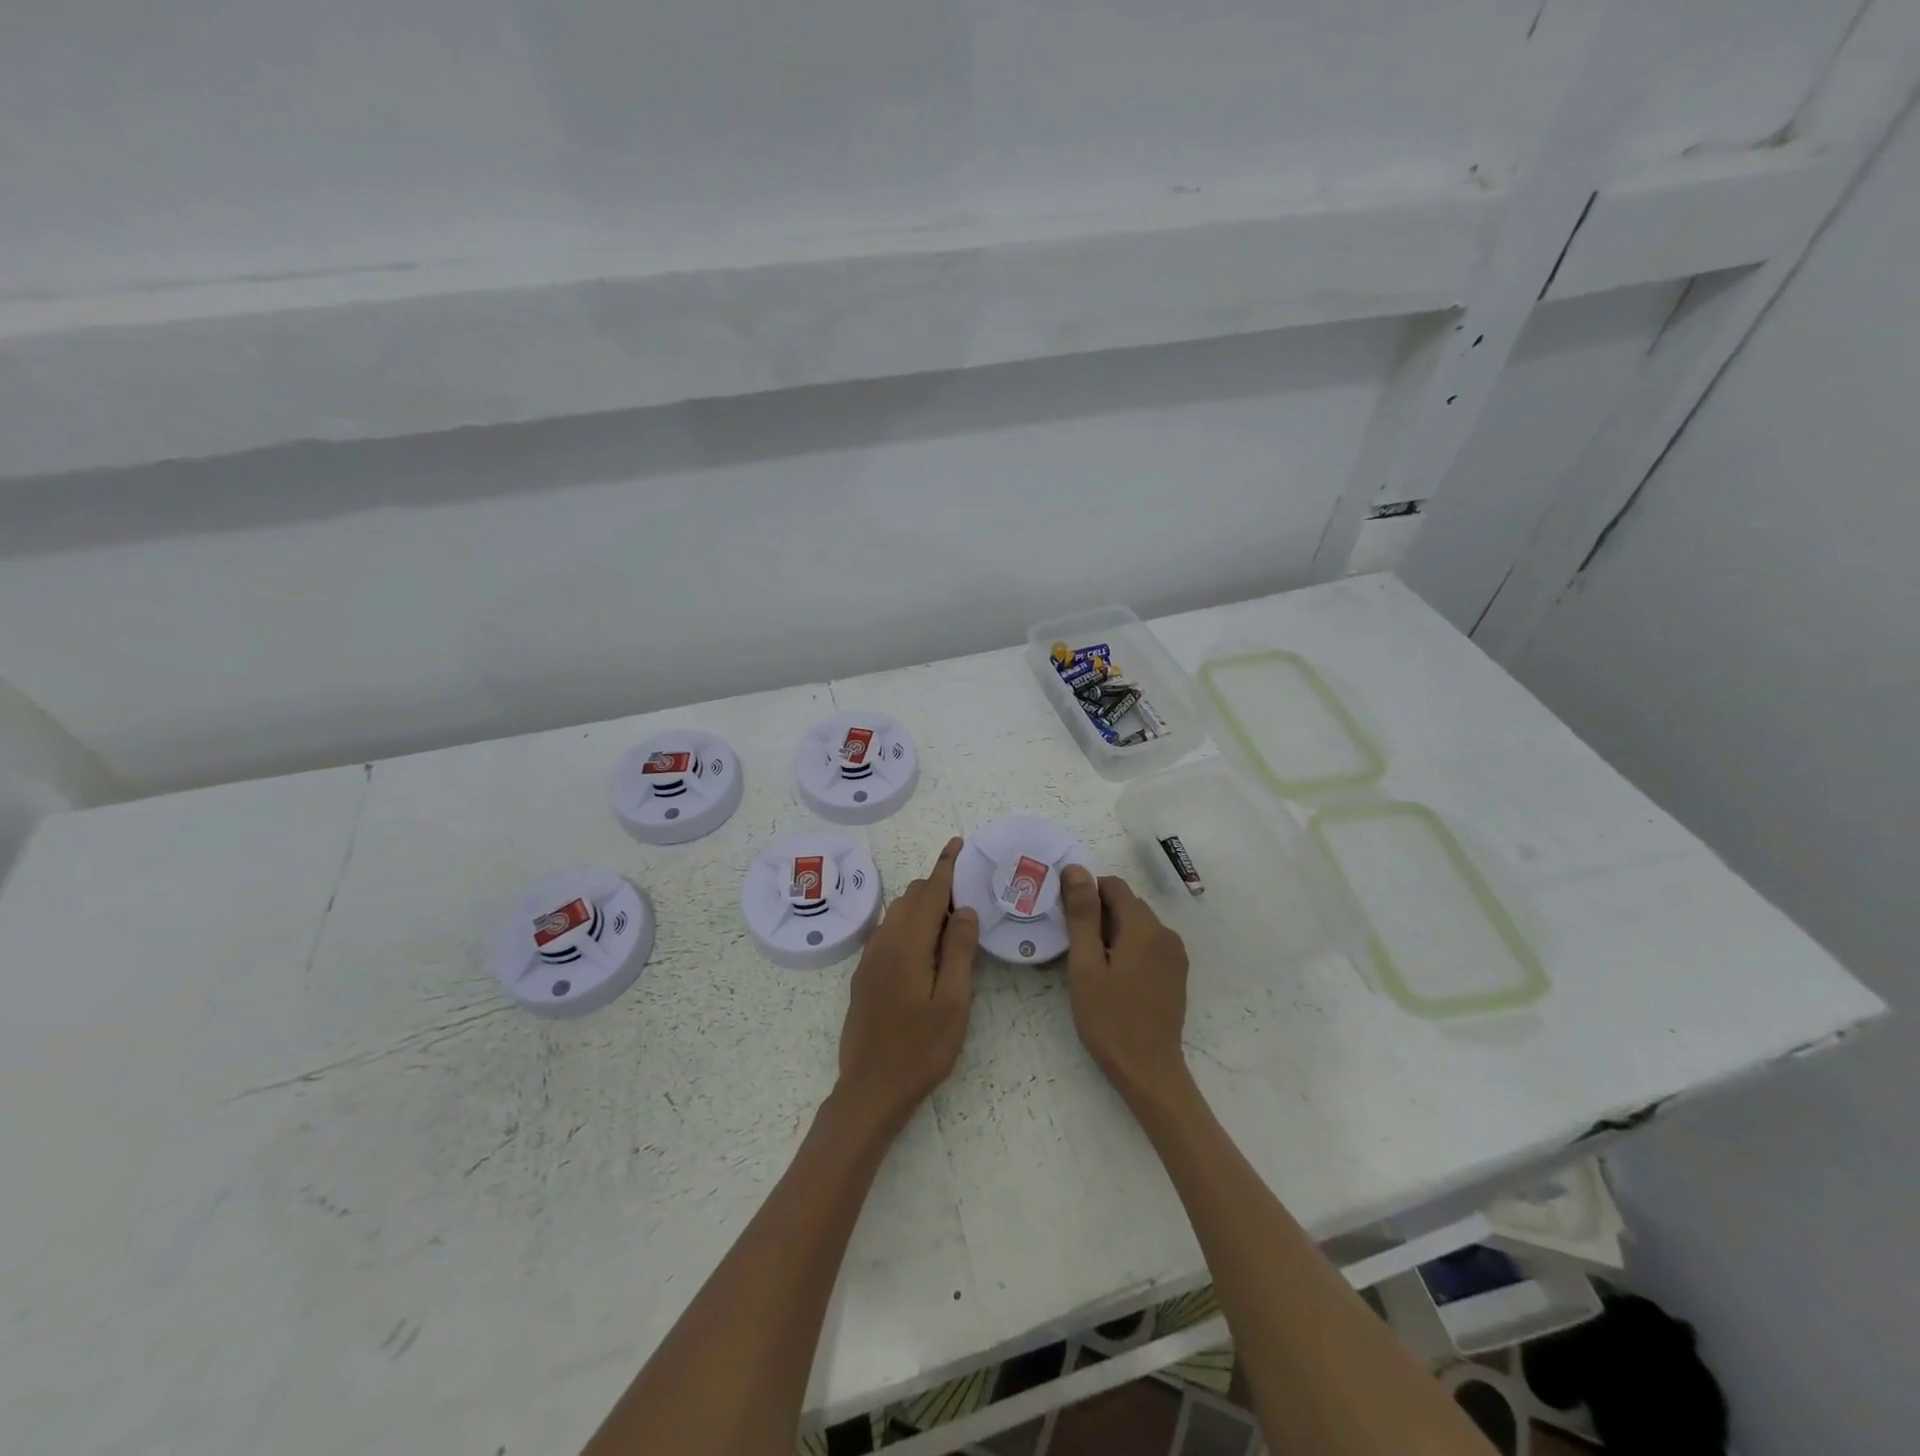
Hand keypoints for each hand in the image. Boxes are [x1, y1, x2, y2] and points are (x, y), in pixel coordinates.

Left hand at [835, 837, 978, 1125]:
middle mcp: (884, 942)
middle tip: (969, 896)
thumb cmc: (920, 1050)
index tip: (957, 843)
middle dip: (938, 887)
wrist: (870, 1089)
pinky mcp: (864, 974)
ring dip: (923, 906)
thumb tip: (966, 910)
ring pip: (898, 913)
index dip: (946, 866)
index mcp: (908, 945)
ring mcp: (870, 958)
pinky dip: (909, 924)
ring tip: (952, 921)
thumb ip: (959, 951)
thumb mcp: (953, 1003)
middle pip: (912, 898)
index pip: (930, 893)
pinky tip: (925, 946)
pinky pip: (888, 932)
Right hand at [1060, 867, 1191, 1101]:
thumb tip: (1077, 869)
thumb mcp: (1086, 965)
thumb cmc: (1110, 1020)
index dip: (1085, 895)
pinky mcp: (1175, 973)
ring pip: (1135, 926)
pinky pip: (1146, 946)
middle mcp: (1165, 933)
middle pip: (1125, 905)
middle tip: (1070, 949)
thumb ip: (1082, 914)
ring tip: (1086, 967)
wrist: (1149, 1072)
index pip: (1112, 886)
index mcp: (1144, 927)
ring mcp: (1174, 955)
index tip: (1064, 921)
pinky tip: (1109, 978)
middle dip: (1096, 917)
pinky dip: (1125, 950)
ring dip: (1109, 935)